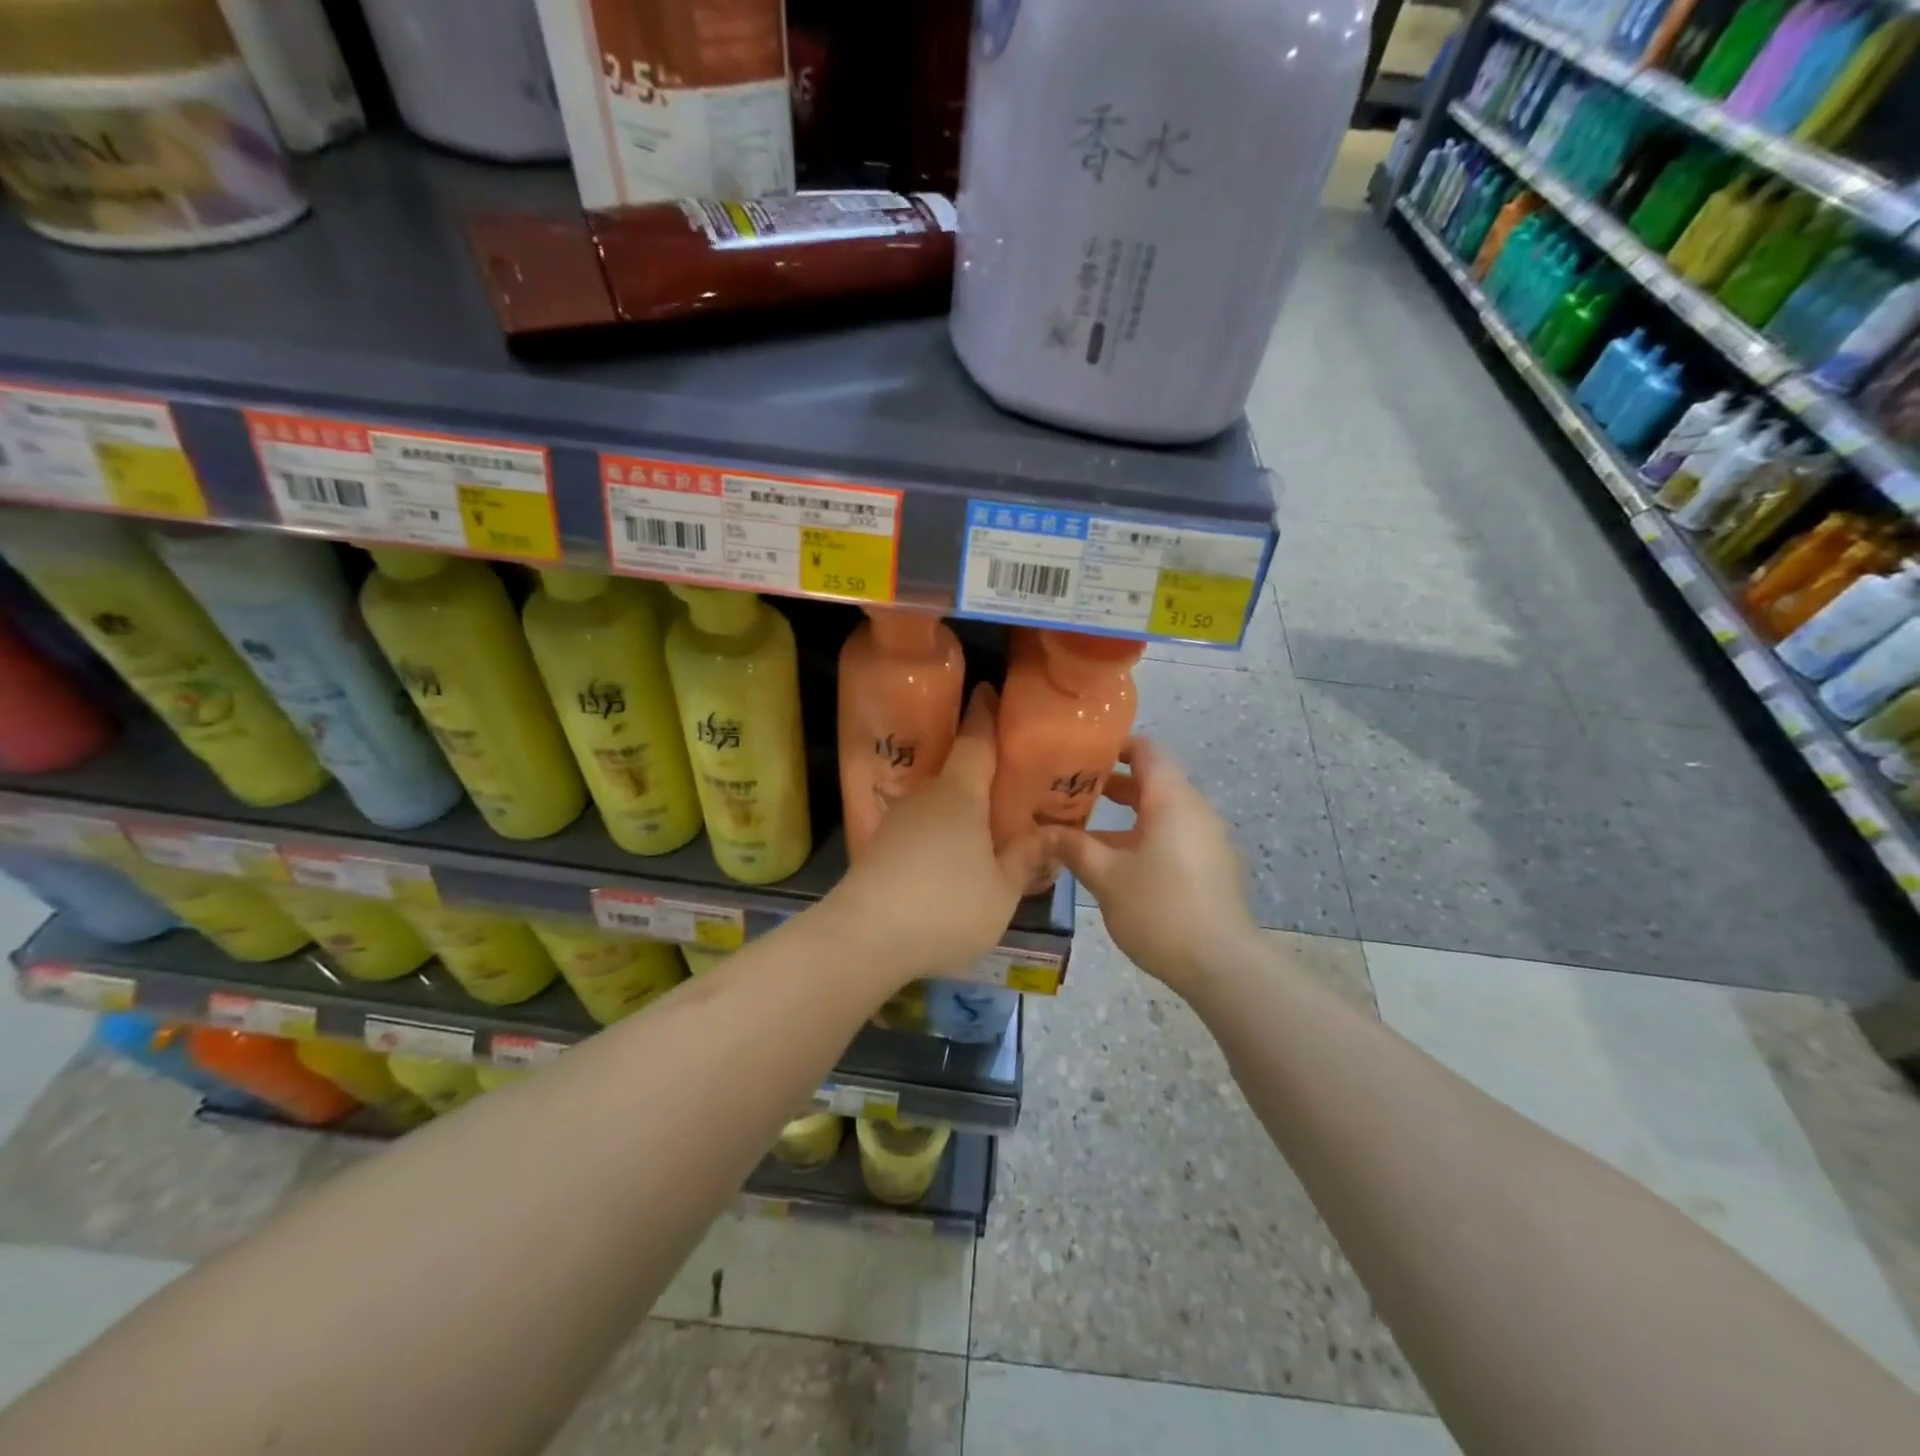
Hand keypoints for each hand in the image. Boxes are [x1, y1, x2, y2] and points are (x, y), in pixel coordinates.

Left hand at [828, 685, 1048, 984]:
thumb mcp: (1001, 891)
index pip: (976, 740)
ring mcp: (897, 821)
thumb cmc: (945, 907)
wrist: (864, 937)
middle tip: (1008, 781)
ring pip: (937, 805)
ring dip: (959, 811)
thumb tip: (1046, 835)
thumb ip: (1024, 859)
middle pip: (956, 772)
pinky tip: (950, 861)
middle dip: (980, 772)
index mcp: (960, 794)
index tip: (988, 691)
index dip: (985, 715)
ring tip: (985, 829)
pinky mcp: (880, 848)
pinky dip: (939, 835)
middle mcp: (926, 796)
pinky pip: (920, 829)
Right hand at [1050, 737, 1256, 994]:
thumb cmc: (1160, 909)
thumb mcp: (1105, 877)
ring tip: (1084, 826)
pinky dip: (1144, 834)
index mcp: (1171, 799)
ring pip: (1162, 810)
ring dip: (1126, 813)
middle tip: (1070, 789)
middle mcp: (1194, 809)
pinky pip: (1173, 833)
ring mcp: (1207, 838)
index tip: (1079, 753)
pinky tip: (1116, 860)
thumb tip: (1040, 831)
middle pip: (1153, 779)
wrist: (1221, 965)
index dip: (1112, 745)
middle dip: (1111, 782)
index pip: (1145, 749)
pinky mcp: (1211, 864)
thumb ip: (1072, 847)